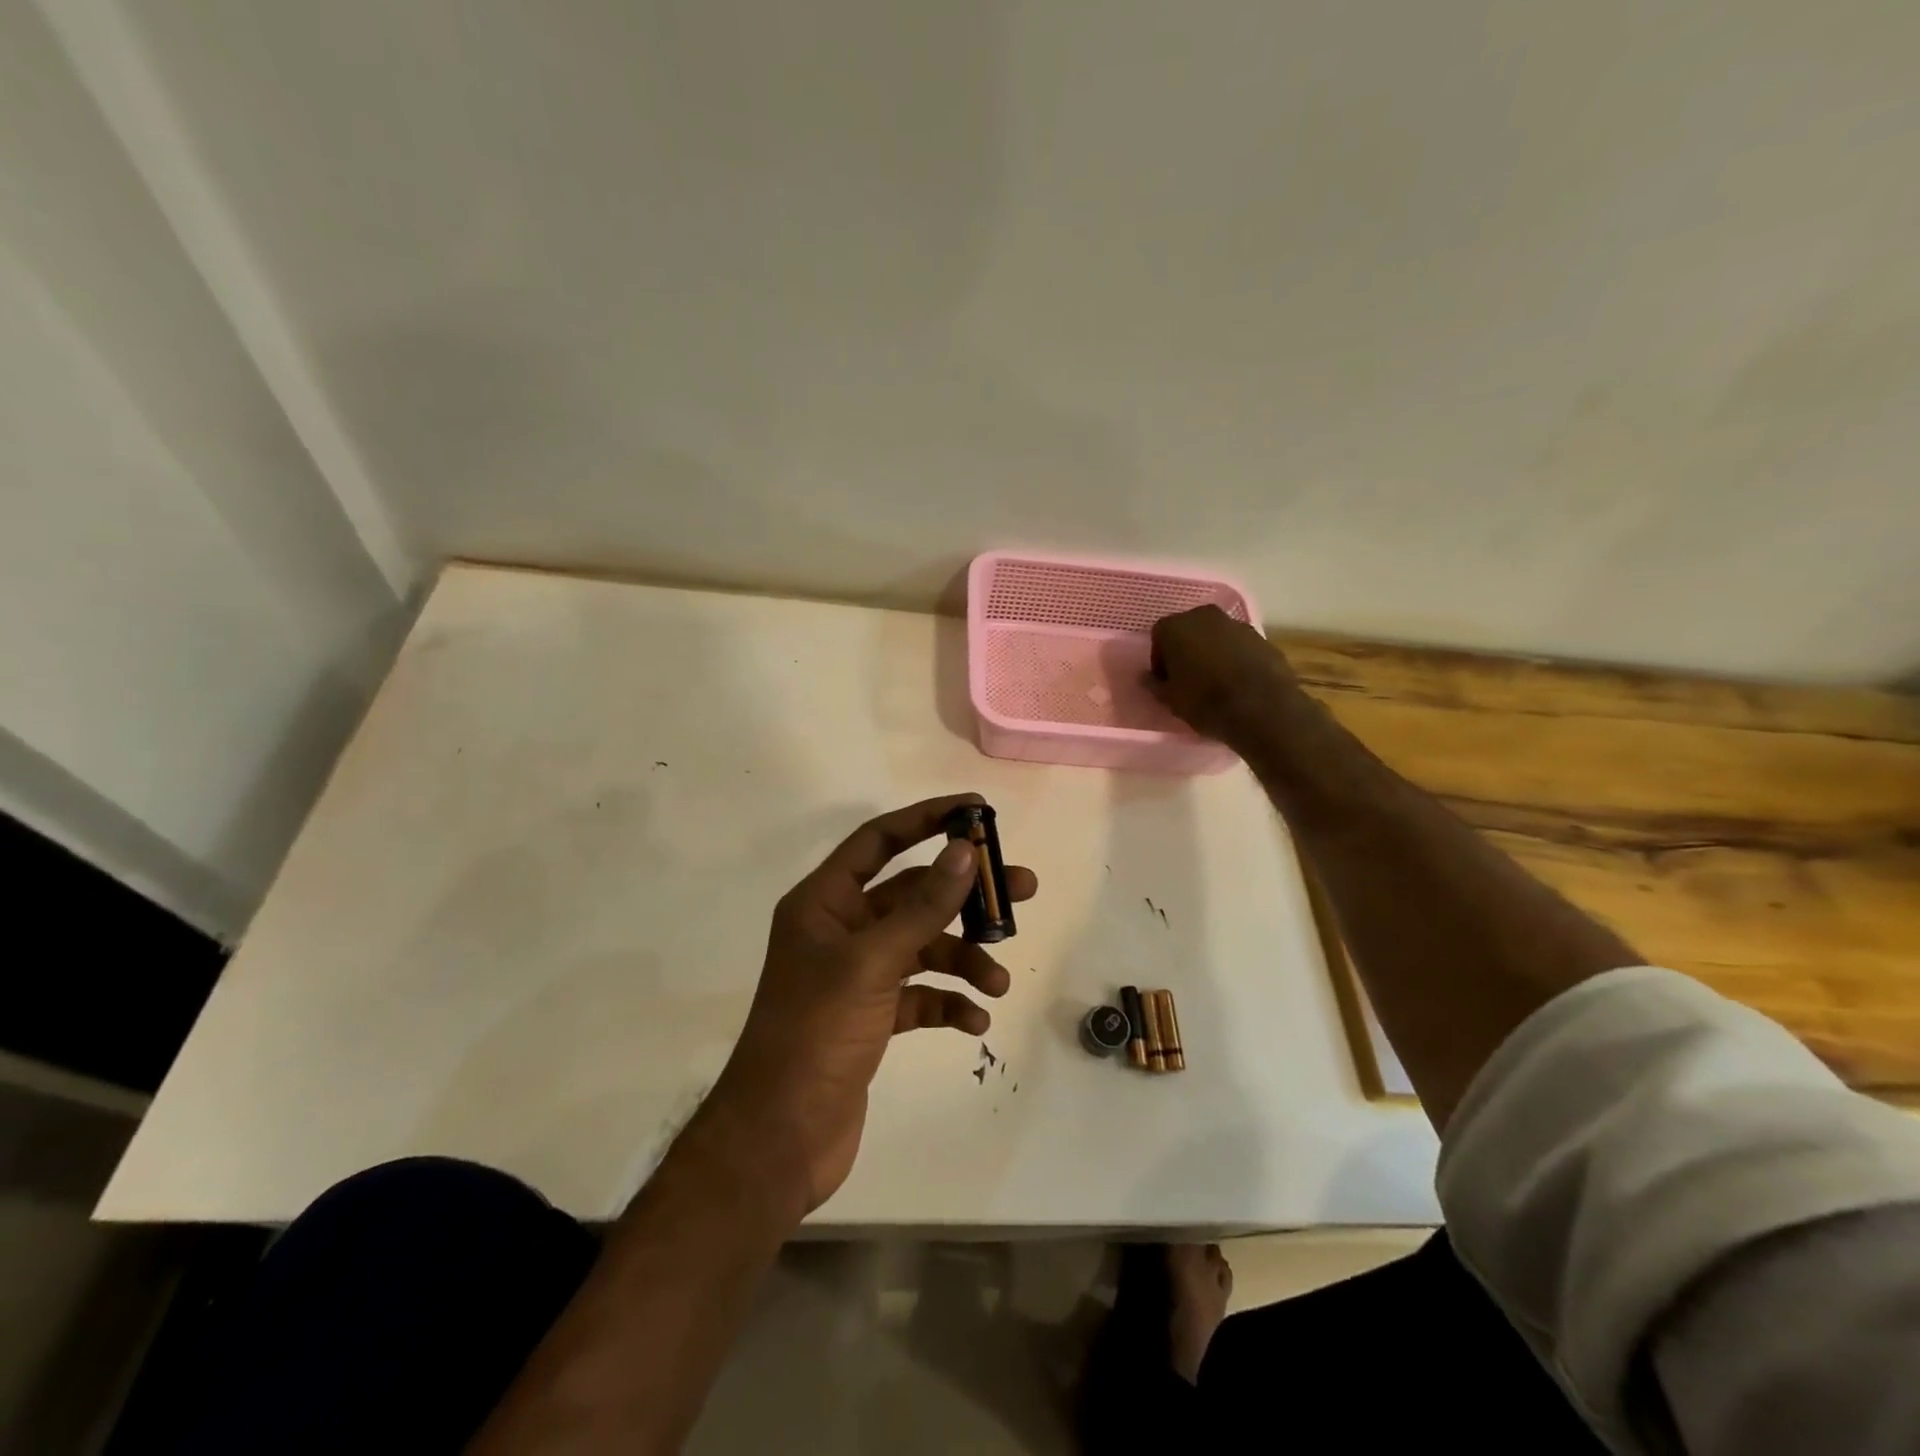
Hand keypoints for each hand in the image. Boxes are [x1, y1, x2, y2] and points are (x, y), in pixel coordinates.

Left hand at [707, 794, 1036, 1213]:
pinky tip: (974, 1020)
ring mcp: (856, 975)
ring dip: (963, 959)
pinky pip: (920, 994)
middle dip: (964, 896)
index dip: (926, 819)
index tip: (975, 811)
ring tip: (997, 982)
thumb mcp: (871, 963)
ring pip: (922, 947)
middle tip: (1021, 890)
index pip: (878, 841)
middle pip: (912, 895)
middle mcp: (840, 930)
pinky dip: (948, 1002)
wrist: (779, 1138)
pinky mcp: (872, 1016)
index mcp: (824, 903)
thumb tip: (963, 851)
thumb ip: (922, 907)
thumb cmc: (815, 1034)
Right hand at [1149, 605, 1301, 745]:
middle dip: (1185, 651)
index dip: (1160, 660)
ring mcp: (1237, 624)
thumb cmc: (1204, 701)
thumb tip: (1146, 678)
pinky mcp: (1262, 638)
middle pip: (1188, 630)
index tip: (1166, 680)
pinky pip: (1238, 646)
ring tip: (1214, 682)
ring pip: (1215, 637)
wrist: (1261, 708)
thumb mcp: (1170, 699)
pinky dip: (1234, 658)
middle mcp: (1205, 616)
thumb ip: (1154, 685)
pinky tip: (1236, 683)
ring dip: (1211, 653)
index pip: (1159, 637)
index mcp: (1176, 626)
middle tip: (1187, 678)